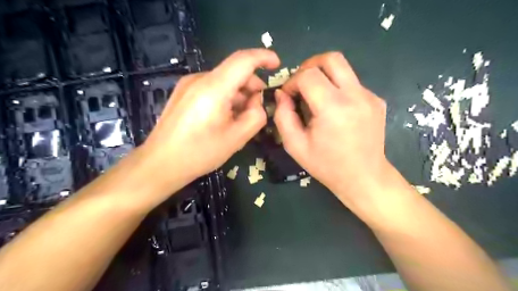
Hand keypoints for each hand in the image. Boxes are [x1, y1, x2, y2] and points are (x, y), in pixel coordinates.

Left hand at [141, 48, 278, 185]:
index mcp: (214, 88)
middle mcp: (199, 79)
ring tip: (239, 117)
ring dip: (238, 94)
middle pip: (234, 72)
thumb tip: (257, 103)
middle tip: (258, 108)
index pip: (243, 60)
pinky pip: (211, 88)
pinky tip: (223, 117)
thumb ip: (256, 116)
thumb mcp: (236, 138)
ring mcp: (188, 85)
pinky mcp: (182, 93)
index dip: (263, 57)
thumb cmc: (200, 153)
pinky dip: (224, 97)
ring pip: (223, 81)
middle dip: (252, 86)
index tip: (277, 64)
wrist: (160, 164)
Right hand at [275, 52, 387, 206]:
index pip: (308, 75)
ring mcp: (369, 96)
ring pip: (343, 68)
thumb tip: (282, 94)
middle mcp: (355, 95)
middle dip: (309, 66)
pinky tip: (334, 110)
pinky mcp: (377, 100)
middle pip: (330, 58)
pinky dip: (337, 88)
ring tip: (315, 97)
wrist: (364, 177)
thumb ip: (283, 116)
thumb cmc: (327, 165)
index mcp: (333, 108)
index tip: (288, 96)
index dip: (292, 82)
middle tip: (301, 84)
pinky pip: (352, 83)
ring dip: (323, 76)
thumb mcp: (295, 145)